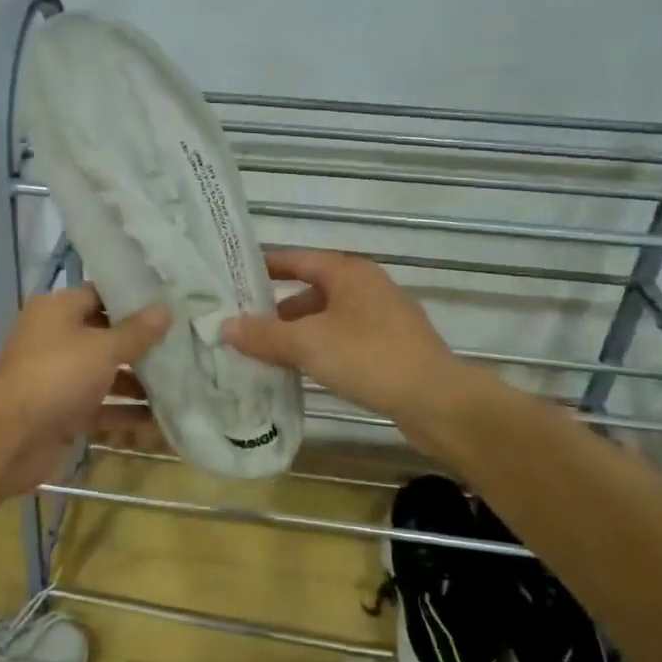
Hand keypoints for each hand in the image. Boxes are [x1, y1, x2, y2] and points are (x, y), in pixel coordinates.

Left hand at [0, 286, 170, 493]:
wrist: (10, 437)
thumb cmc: (57, 376)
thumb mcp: (103, 349)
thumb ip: (137, 332)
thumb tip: (166, 308)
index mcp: (57, 310)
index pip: (100, 294)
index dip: (133, 298)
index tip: (170, 302)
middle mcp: (55, 338)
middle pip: (105, 335)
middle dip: (142, 344)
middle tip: (185, 343)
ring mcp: (58, 377)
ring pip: (105, 374)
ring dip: (137, 382)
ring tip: (182, 382)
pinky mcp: (62, 411)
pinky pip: (100, 407)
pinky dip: (125, 413)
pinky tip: (161, 420)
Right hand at [222, 249, 476, 435]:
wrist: (438, 402)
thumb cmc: (369, 358)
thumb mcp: (308, 344)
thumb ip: (264, 335)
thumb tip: (224, 326)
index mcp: (349, 273)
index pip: (297, 260)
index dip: (265, 267)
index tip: (233, 277)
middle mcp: (367, 287)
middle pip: (311, 291)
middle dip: (277, 309)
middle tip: (243, 325)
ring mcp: (383, 318)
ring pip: (328, 318)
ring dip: (298, 333)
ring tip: (266, 354)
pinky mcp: (392, 348)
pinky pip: (344, 340)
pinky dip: (320, 349)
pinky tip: (303, 371)